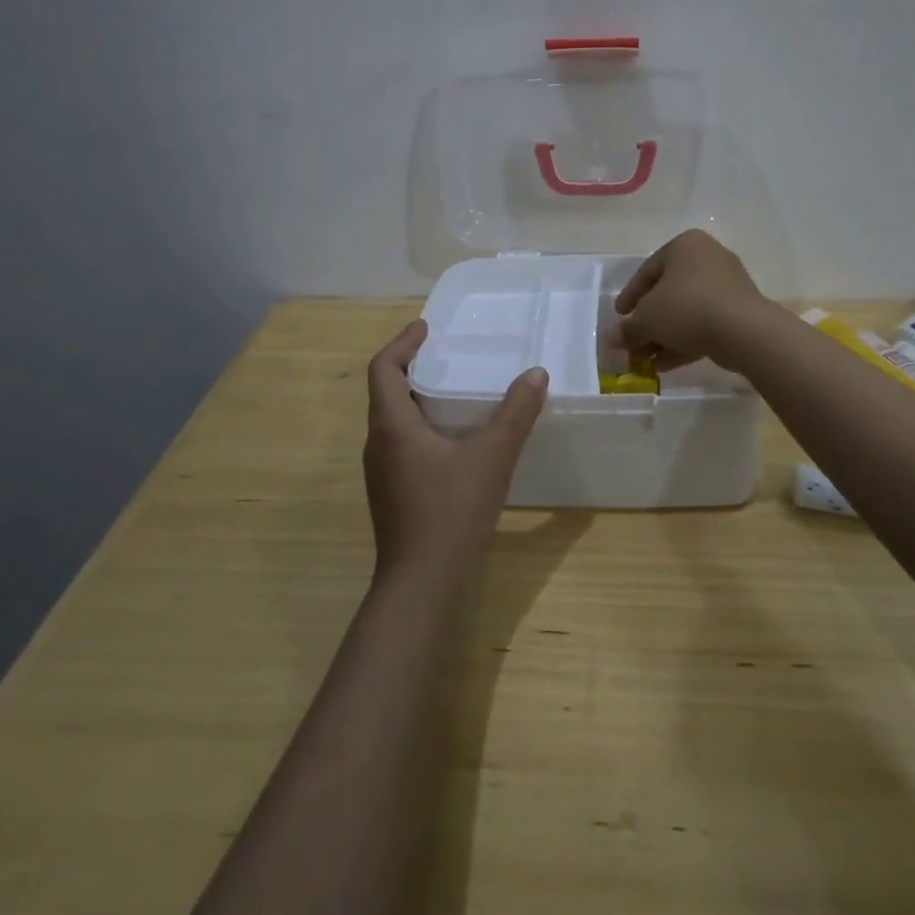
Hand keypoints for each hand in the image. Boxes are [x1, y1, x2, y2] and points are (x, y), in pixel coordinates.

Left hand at [363, 320, 548, 580]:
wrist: (421, 586)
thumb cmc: (450, 512)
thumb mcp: (492, 458)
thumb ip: (515, 414)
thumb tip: (536, 374)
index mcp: (392, 426)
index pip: (383, 368)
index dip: (402, 343)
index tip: (426, 328)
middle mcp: (378, 444)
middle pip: (386, 392)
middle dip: (413, 367)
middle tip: (447, 355)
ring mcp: (382, 472)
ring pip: (394, 420)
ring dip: (418, 398)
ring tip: (455, 391)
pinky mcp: (392, 493)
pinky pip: (402, 444)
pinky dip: (423, 426)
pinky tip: (455, 439)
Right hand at [615, 230, 773, 371]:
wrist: (744, 330)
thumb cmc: (687, 308)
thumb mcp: (647, 319)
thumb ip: (628, 329)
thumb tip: (610, 339)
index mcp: (685, 246)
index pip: (648, 270)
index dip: (629, 296)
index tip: (619, 317)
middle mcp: (707, 258)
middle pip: (668, 292)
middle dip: (648, 322)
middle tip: (633, 342)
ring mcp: (727, 284)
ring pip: (687, 311)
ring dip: (664, 336)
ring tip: (646, 360)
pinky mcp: (740, 310)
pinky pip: (705, 323)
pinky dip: (685, 341)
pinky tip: (666, 365)